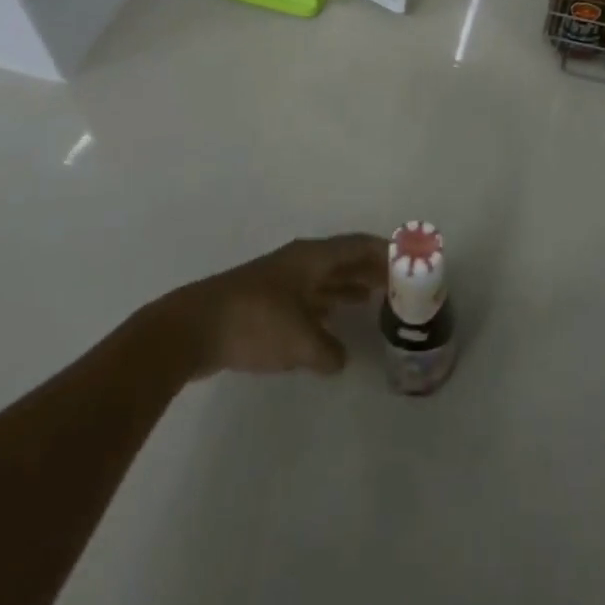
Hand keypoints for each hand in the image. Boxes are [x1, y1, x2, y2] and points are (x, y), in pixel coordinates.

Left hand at [159, 235, 384, 377]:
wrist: (194, 329)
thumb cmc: (255, 323)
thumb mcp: (301, 341)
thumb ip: (328, 351)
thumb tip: (339, 359)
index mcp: (313, 258)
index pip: (359, 246)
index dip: (386, 251)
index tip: (410, 260)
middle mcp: (301, 262)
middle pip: (344, 259)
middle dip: (371, 269)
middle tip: (398, 285)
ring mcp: (282, 280)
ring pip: (326, 278)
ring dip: (349, 286)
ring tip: (374, 300)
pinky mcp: (266, 301)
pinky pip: (309, 296)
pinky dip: (327, 305)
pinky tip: (332, 322)